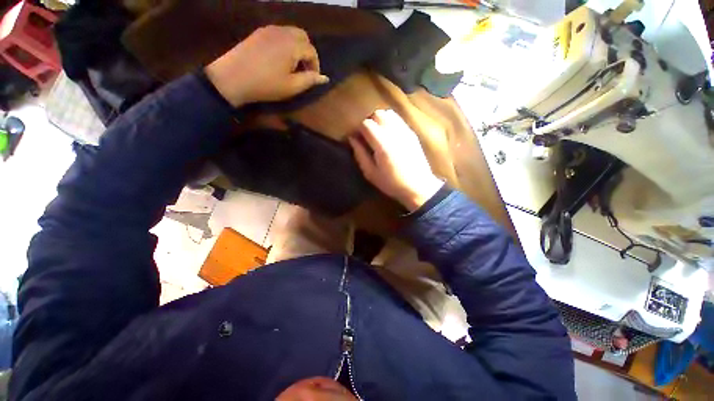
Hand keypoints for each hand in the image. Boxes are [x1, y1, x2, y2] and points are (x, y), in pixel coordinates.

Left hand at [204, 26, 329, 106]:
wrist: (233, 78)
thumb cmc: (266, 84)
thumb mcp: (292, 86)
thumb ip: (310, 80)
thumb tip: (324, 78)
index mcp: (292, 45)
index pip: (311, 50)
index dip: (316, 65)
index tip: (313, 78)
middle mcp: (282, 32)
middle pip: (303, 36)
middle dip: (308, 52)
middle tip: (304, 69)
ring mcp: (268, 30)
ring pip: (290, 33)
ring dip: (297, 47)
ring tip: (293, 65)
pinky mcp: (258, 33)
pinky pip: (279, 33)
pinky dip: (285, 43)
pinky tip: (280, 59)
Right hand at [349, 110, 442, 211]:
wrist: (418, 186)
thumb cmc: (392, 183)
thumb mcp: (371, 173)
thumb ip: (360, 154)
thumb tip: (352, 138)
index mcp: (382, 145)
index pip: (366, 124)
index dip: (358, 129)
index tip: (357, 139)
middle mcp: (394, 133)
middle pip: (377, 114)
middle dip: (369, 122)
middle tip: (367, 136)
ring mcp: (405, 131)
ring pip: (388, 113)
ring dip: (380, 120)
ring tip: (378, 134)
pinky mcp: (412, 133)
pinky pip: (398, 119)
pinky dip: (390, 122)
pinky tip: (389, 135)